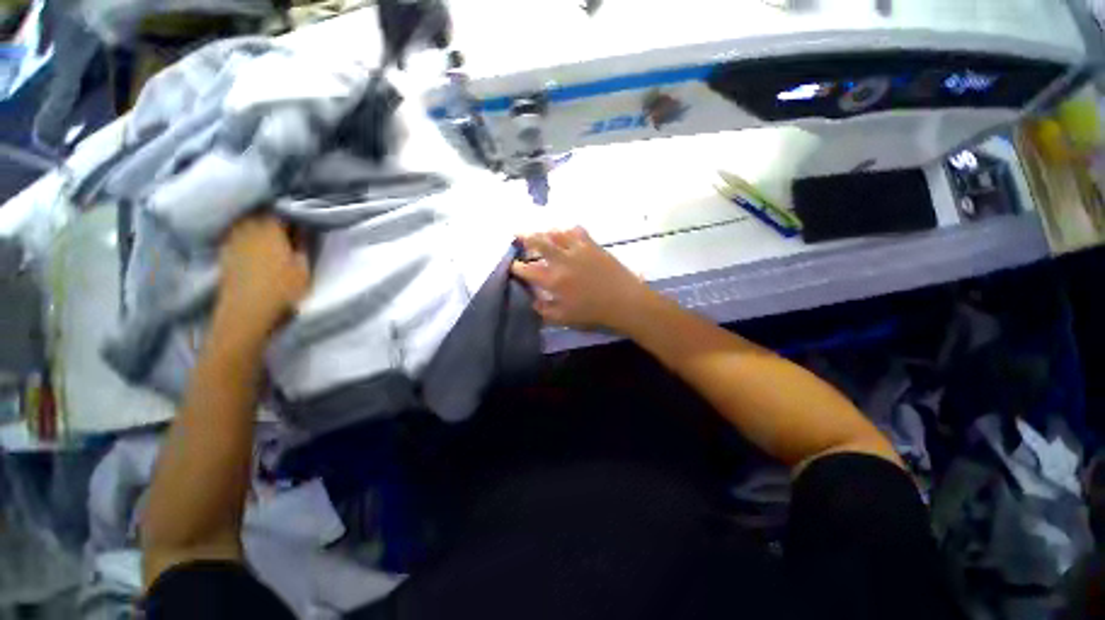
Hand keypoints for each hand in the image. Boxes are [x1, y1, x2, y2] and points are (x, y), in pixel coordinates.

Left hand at [215, 216, 310, 341]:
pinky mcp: (225, 253)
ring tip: (272, 231)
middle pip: (260, 213)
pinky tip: (255, 243)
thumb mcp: (303, 268)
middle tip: (289, 223)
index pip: (280, 211)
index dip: (292, 211)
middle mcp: (248, 229)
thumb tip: (303, 228)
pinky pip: (237, 234)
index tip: (303, 216)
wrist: (246, 312)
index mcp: (270, 229)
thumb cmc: (282, 289)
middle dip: (274, 215)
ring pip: (247, 222)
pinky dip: (247, 234)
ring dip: (259, 224)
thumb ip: (303, 245)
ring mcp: (233, 240)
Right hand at [511, 227, 656, 331]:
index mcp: (553, 280)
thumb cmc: (594, 313)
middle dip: (524, 237)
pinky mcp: (592, 245)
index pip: (527, 270)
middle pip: (538, 242)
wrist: (624, 302)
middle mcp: (562, 260)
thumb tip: (533, 301)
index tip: (513, 266)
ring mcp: (578, 249)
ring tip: (540, 233)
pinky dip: (567, 230)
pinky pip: (577, 231)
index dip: (517, 267)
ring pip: (556, 233)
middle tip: (517, 236)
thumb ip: (544, 310)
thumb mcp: (564, 319)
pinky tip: (566, 233)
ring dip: (544, 232)